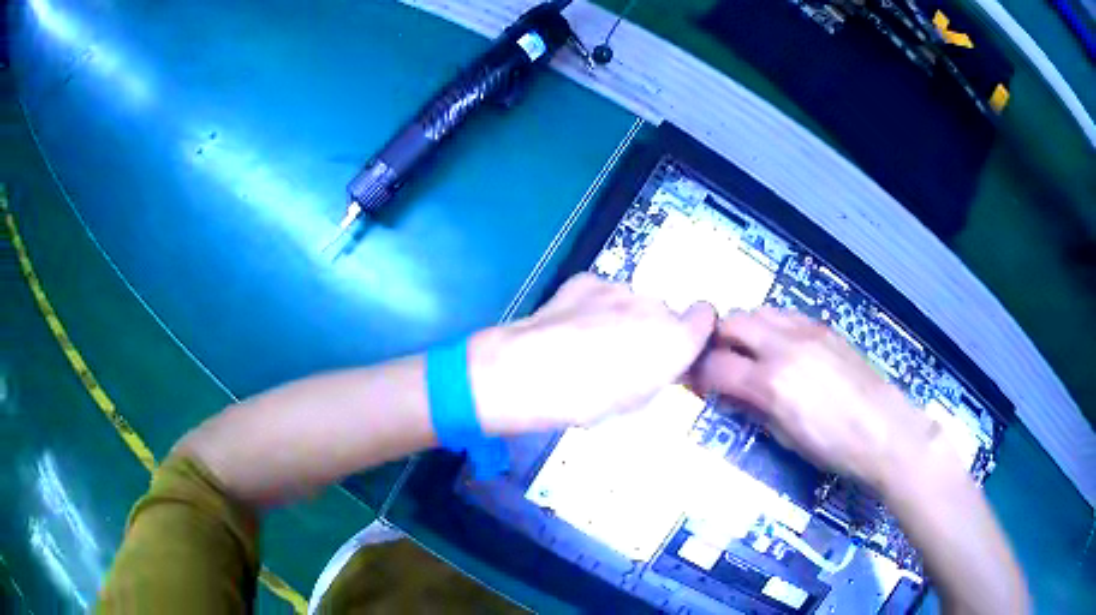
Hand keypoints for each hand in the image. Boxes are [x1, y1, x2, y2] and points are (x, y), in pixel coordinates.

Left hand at [470, 273, 716, 432]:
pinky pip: (600, 293)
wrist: (532, 372)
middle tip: (623, 356)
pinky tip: (570, 327)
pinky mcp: (585, 281)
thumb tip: (661, 363)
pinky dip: (592, 306)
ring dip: (620, 317)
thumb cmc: (589, 400)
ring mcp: (618, 288)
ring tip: (588, 343)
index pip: (706, 315)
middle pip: (662, 312)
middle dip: (651, 329)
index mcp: (676, 339)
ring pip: (630, 302)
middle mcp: (654, 305)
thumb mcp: (638, 401)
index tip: (679, 348)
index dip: (694, 330)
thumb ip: (661, 372)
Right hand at [692, 308, 945, 488]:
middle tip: (718, 363)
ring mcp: (806, 332)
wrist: (886, 431)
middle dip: (716, 341)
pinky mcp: (824, 328)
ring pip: (758, 311)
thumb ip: (754, 409)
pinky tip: (779, 346)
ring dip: (744, 328)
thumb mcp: (786, 439)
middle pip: (732, 323)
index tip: (696, 384)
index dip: (698, 374)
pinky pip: (785, 314)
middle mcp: (784, 347)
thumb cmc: (834, 448)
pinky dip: (771, 325)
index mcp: (771, 383)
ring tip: (748, 352)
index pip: (715, 366)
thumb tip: (730, 395)